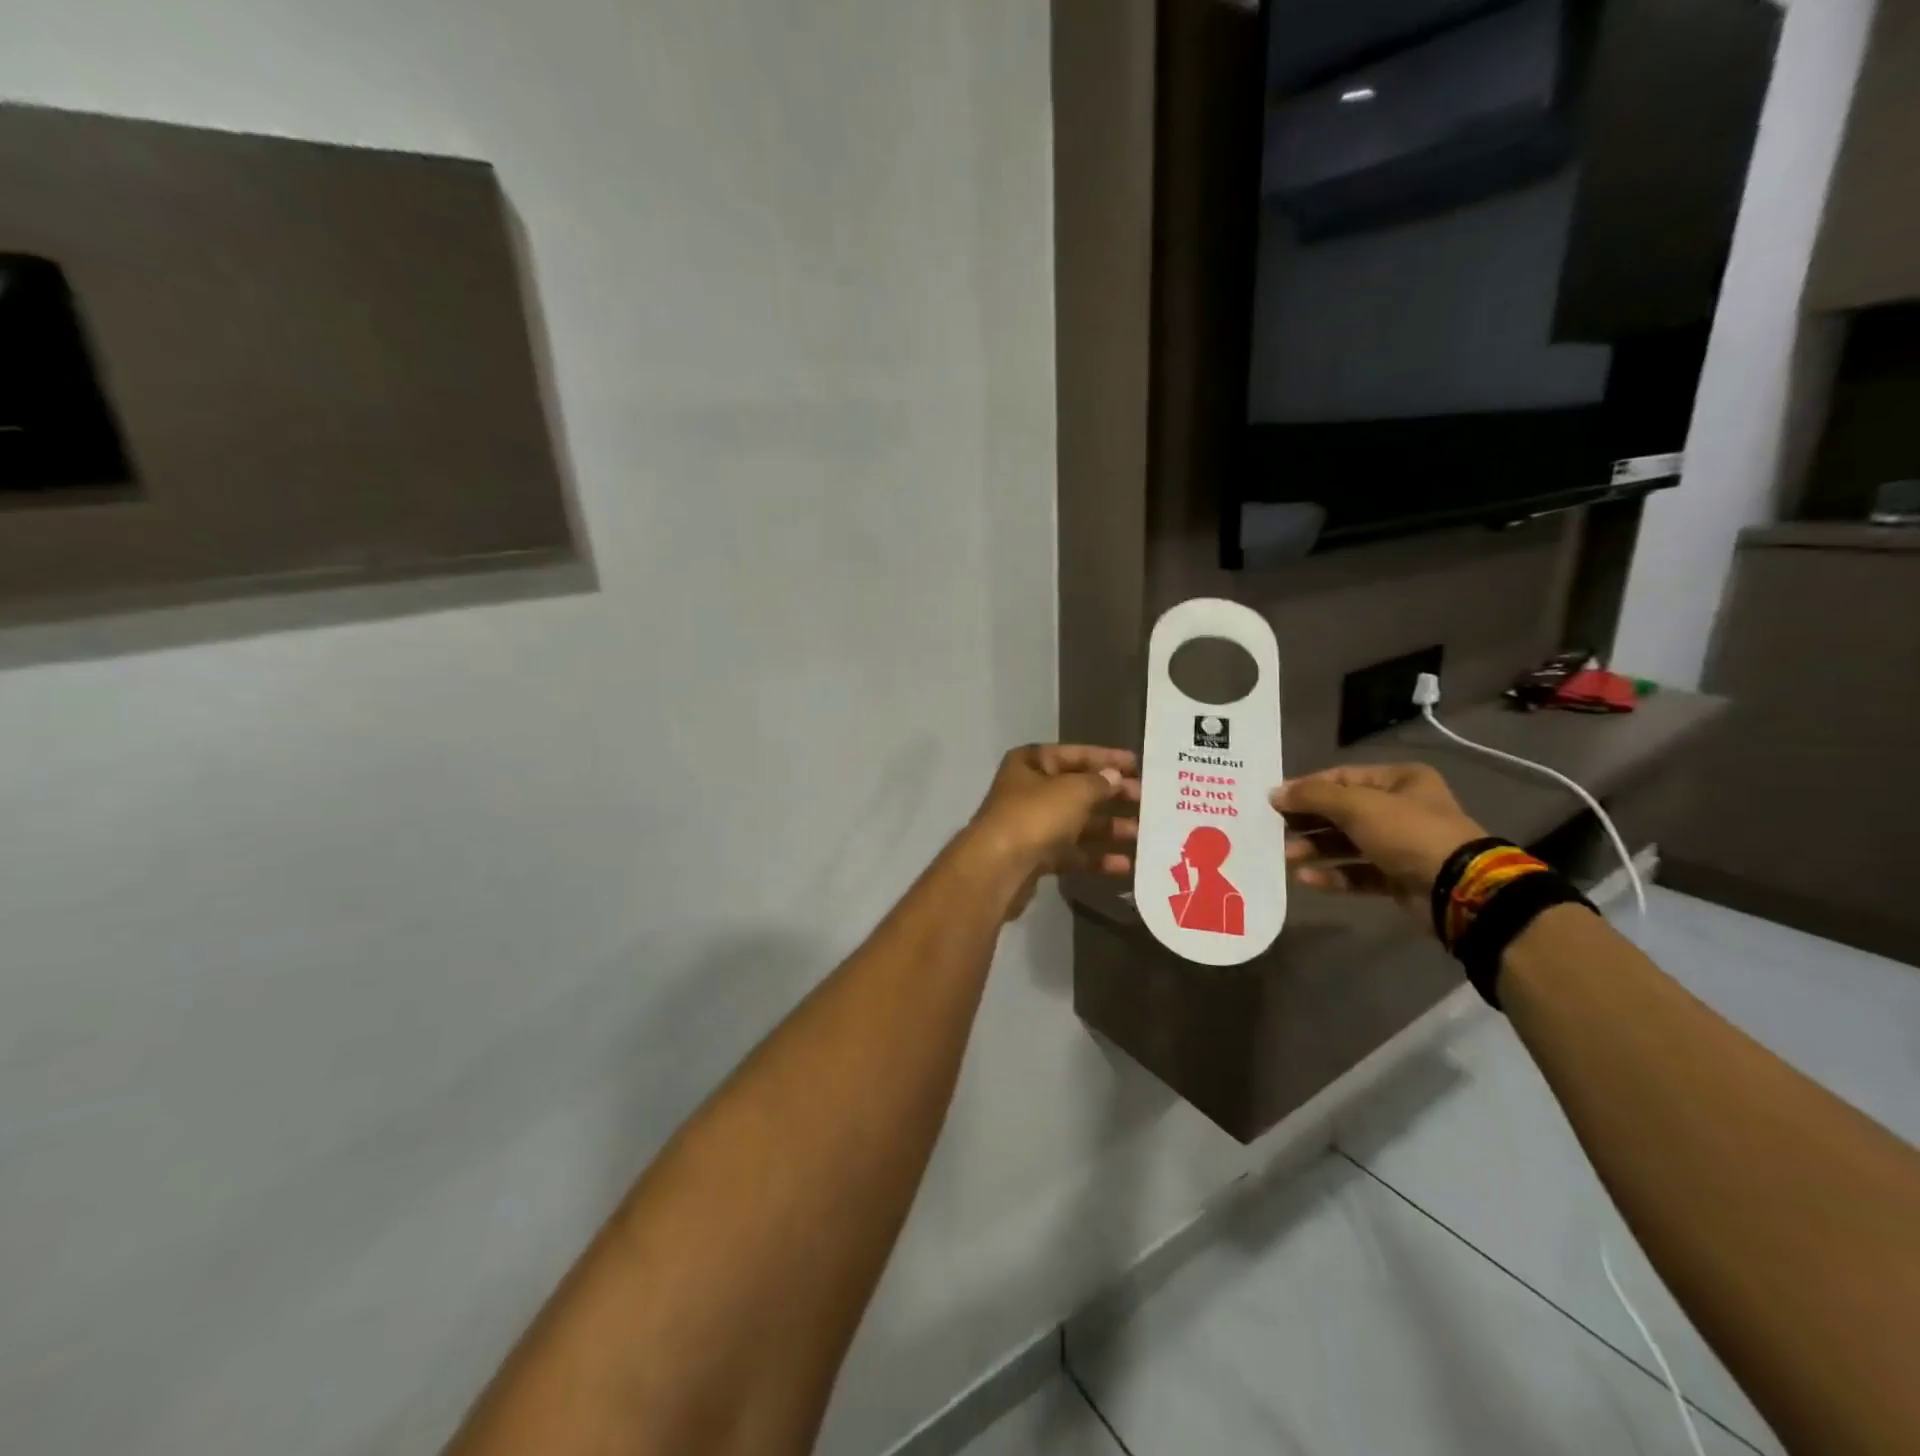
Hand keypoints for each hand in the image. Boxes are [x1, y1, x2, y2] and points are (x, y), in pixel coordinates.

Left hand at [966, 744, 1140, 917]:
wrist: (998, 868)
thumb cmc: (1035, 816)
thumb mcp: (1073, 791)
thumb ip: (1098, 783)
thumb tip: (1113, 777)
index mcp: (1030, 763)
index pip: (1073, 754)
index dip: (1105, 757)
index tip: (1136, 764)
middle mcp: (1028, 791)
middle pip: (1077, 790)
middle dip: (1111, 796)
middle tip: (1146, 800)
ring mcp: (1031, 826)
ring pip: (1077, 824)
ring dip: (1109, 828)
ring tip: (1143, 834)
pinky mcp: (1036, 858)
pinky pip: (1072, 853)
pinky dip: (1096, 857)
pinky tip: (1125, 866)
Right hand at [1270, 763, 1486, 931]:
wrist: (1458, 889)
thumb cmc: (1407, 832)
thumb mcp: (1356, 805)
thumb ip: (1313, 797)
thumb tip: (1274, 793)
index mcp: (1399, 780)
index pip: (1341, 777)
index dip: (1306, 788)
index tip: (1274, 801)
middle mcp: (1401, 808)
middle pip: (1341, 812)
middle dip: (1308, 822)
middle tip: (1275, 831)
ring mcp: (1401, 845)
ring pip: (1347, 844)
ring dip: (1315, 850)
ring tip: (1286, 857)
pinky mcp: (1398, 877)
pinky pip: (1358, 872)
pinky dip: (1333, 875)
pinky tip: (1307, 879)